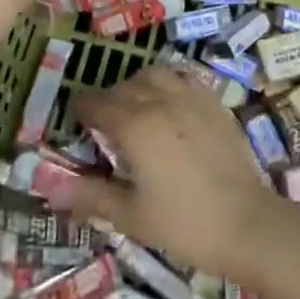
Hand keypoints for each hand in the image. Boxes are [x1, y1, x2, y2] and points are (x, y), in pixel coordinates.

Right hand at [69, 67, 283, 280]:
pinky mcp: (215, 103)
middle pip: (125, 87)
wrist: (246, 223)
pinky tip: (170, 107)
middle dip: (108, 99)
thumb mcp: (131, 215)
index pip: (97, 104)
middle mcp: (161, 101)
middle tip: (104, 123)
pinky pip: (184, 80)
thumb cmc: (183, 224)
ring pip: (155, 75)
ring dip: (138, 86)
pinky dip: (168, 85)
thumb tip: (52, 188)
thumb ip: (91, 195)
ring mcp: (192, 98)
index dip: (82, 109)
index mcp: (135, 126)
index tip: (76, 119)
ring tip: (136, 108)